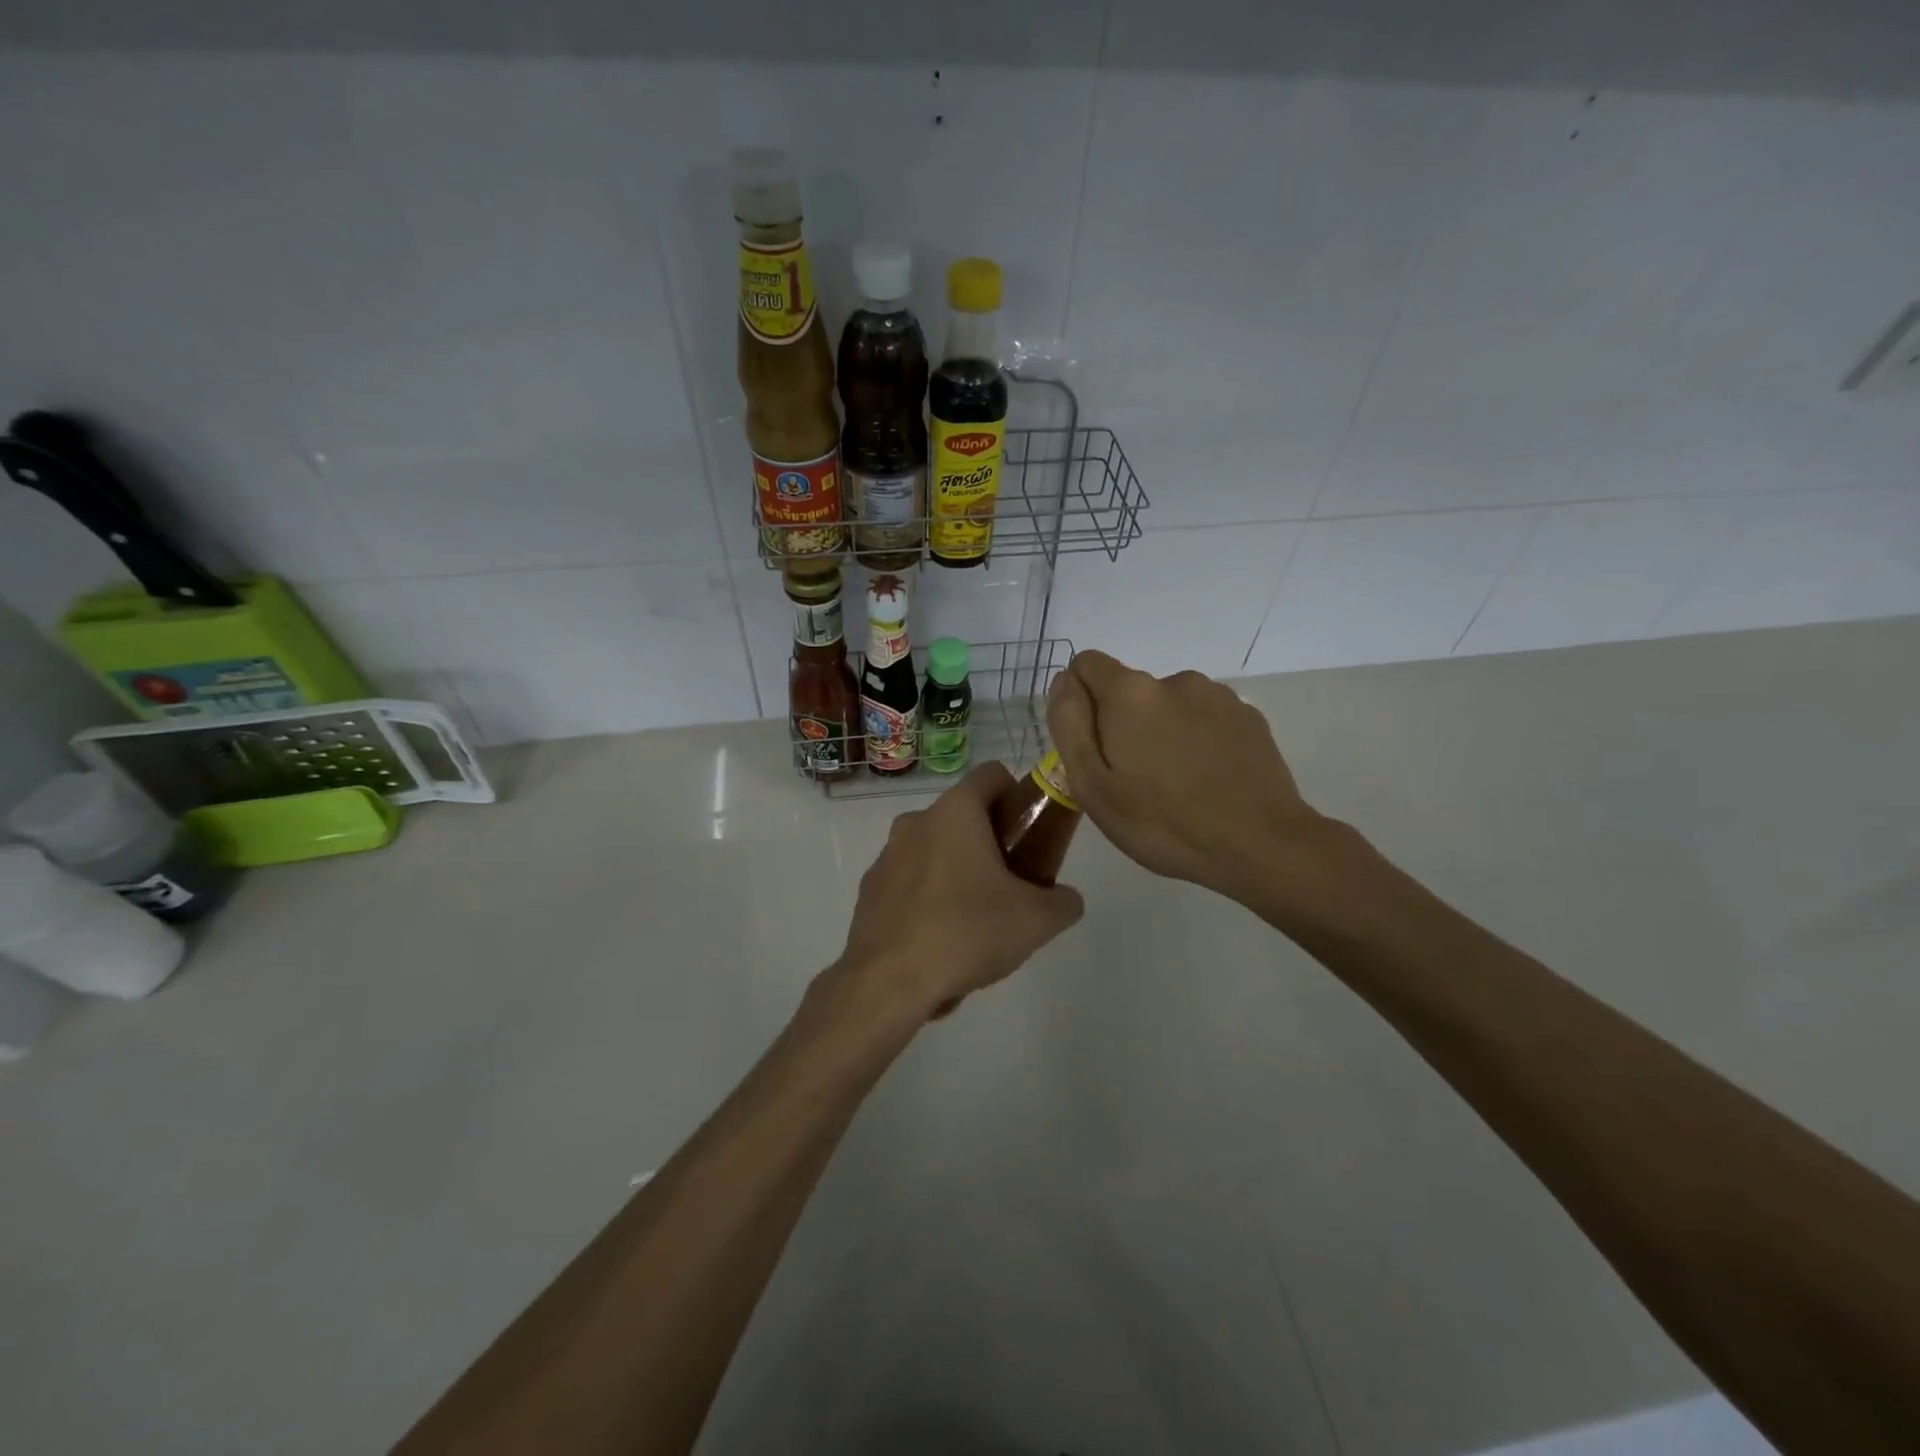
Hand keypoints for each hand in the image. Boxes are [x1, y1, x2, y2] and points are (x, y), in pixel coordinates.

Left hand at [832, 762, 1084, 1020]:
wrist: (889, 982)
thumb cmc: (967, 932)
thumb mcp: (1036, 920)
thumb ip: (1063, 902)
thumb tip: (1066, 900)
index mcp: (955, 812)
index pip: (992, 775)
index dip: (1018, 795)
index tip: (1031, 831)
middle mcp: (916, 822)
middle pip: (963, 816)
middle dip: (991, 841)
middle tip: (1012, 884)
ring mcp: (886, 856)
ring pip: (934, 850)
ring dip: (958, 871)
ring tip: (976, 920)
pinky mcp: (869, 891)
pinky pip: (909, 883)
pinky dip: (928, 899)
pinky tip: (940, 941)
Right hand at [1046, 650, 1329, 904]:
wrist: (1260, 845)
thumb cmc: (1162, 822)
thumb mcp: (1092, 784)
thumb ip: (1069, 724)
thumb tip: (1064, 681)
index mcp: (1130, 693)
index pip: (1086, 665)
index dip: (1079, 701)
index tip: (1092, 747)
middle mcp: (1174, 680)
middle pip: (1129, 691)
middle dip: (1123, 724)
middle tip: (1133, 781)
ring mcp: (1218, 696)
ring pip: (1169, 705)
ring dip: (1162, 732)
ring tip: (1175, 785)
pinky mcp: (1249, 717)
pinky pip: (1205, 719)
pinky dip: (1198, 740)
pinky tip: (1208, 782)